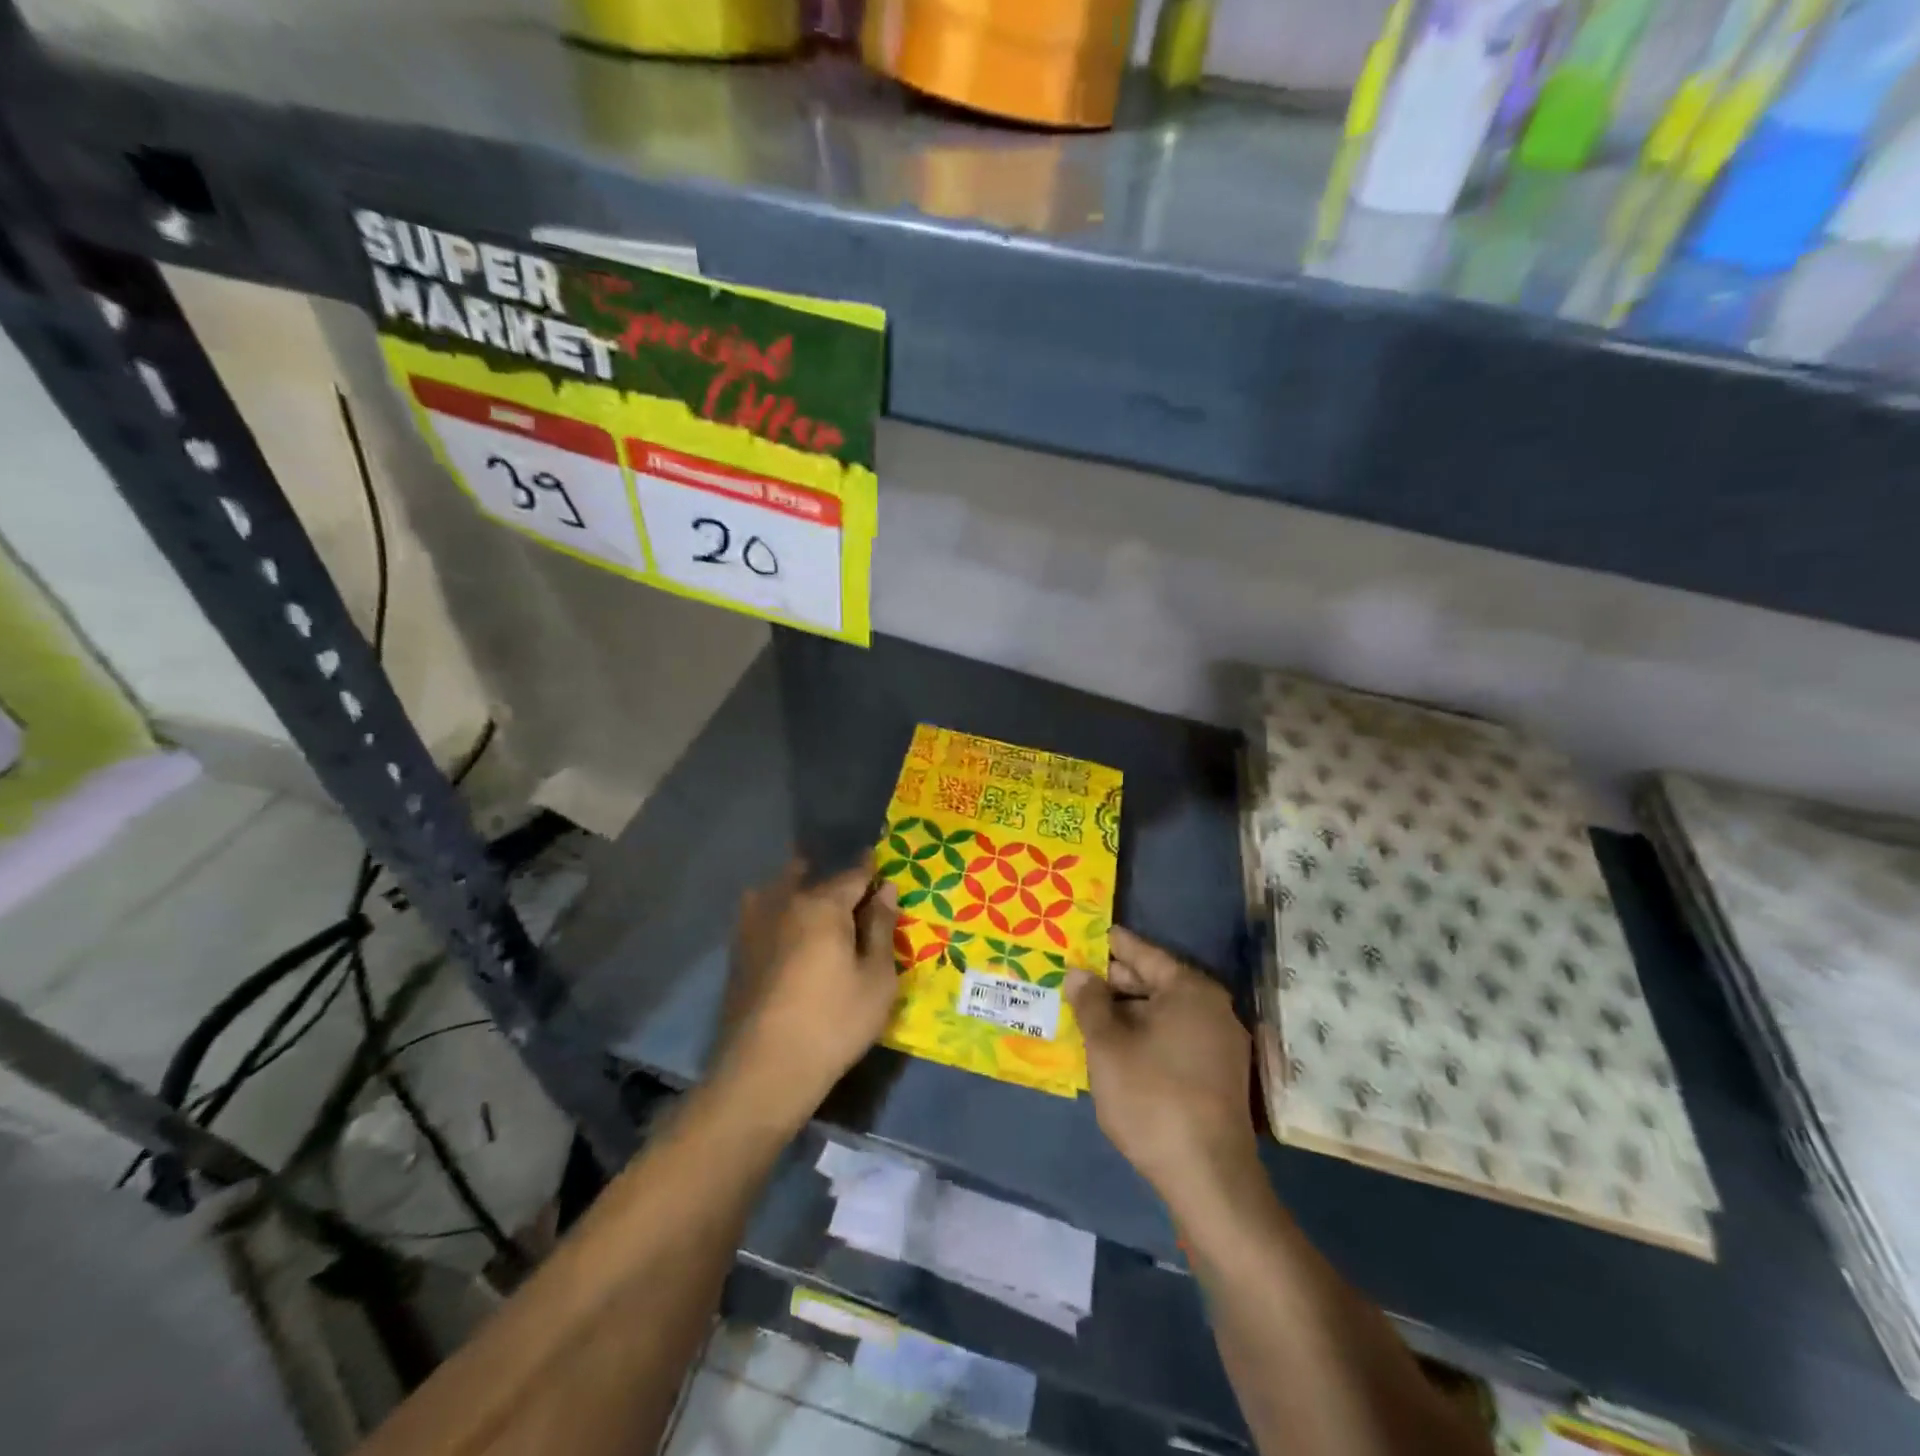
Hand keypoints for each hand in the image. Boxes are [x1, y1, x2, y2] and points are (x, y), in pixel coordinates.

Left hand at [717, 857, 900, 1126]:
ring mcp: (755, 924)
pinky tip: (784, 928)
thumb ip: (882, 928)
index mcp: (823, 905)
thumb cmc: (834, 1022)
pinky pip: (761, 912)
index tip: (883, 870)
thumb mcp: (877, 979)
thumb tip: (886, 890)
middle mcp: (786, 902)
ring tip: (816, 904)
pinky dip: (776, 909)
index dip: (872, 872)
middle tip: (853, 895)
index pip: (854, 875)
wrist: (765, 1070)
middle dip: (835, 880)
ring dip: (799, 886)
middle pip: (815, 877)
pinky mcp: (738, 949)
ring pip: (781, 889)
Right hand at [1067, 927, 1257, 1197]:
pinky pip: (1176, 1038)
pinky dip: (1147, 1035)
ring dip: (1128, 1012)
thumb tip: (1079, 973)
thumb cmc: (1152, 1098)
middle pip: (1156, 982)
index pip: (1143, 954)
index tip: (1084, 936)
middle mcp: (1213, 1008)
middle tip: (1077, 977)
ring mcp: (1222, 1043)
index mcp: (1190, 990)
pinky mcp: (1220, 1075)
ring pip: (1164, 1013)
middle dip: (1115, 982)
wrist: (1209, 1178)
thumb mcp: (1108, 1046)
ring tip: (1089, 1013)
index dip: (1111, 945)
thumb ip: (1090, 1003)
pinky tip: (1117, 1047)